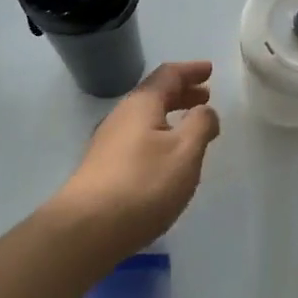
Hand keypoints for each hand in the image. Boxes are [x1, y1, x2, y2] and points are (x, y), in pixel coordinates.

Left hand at [54, 61, 221, 258]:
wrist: (88, 227)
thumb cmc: (143, 184)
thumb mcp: (184, 152)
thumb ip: (200, 126)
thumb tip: (205, 110)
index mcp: (141, 105)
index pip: (168, 75)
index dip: (190, 70)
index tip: (210, 70)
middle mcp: (121, 116)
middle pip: (154, 95)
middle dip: (182, 93)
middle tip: (205, 96)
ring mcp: (108, 142)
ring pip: (145, 118)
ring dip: (170, 116)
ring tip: (191, 126)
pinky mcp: (104, 167)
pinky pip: (138, 138)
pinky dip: (159, 135)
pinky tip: (167, 157)